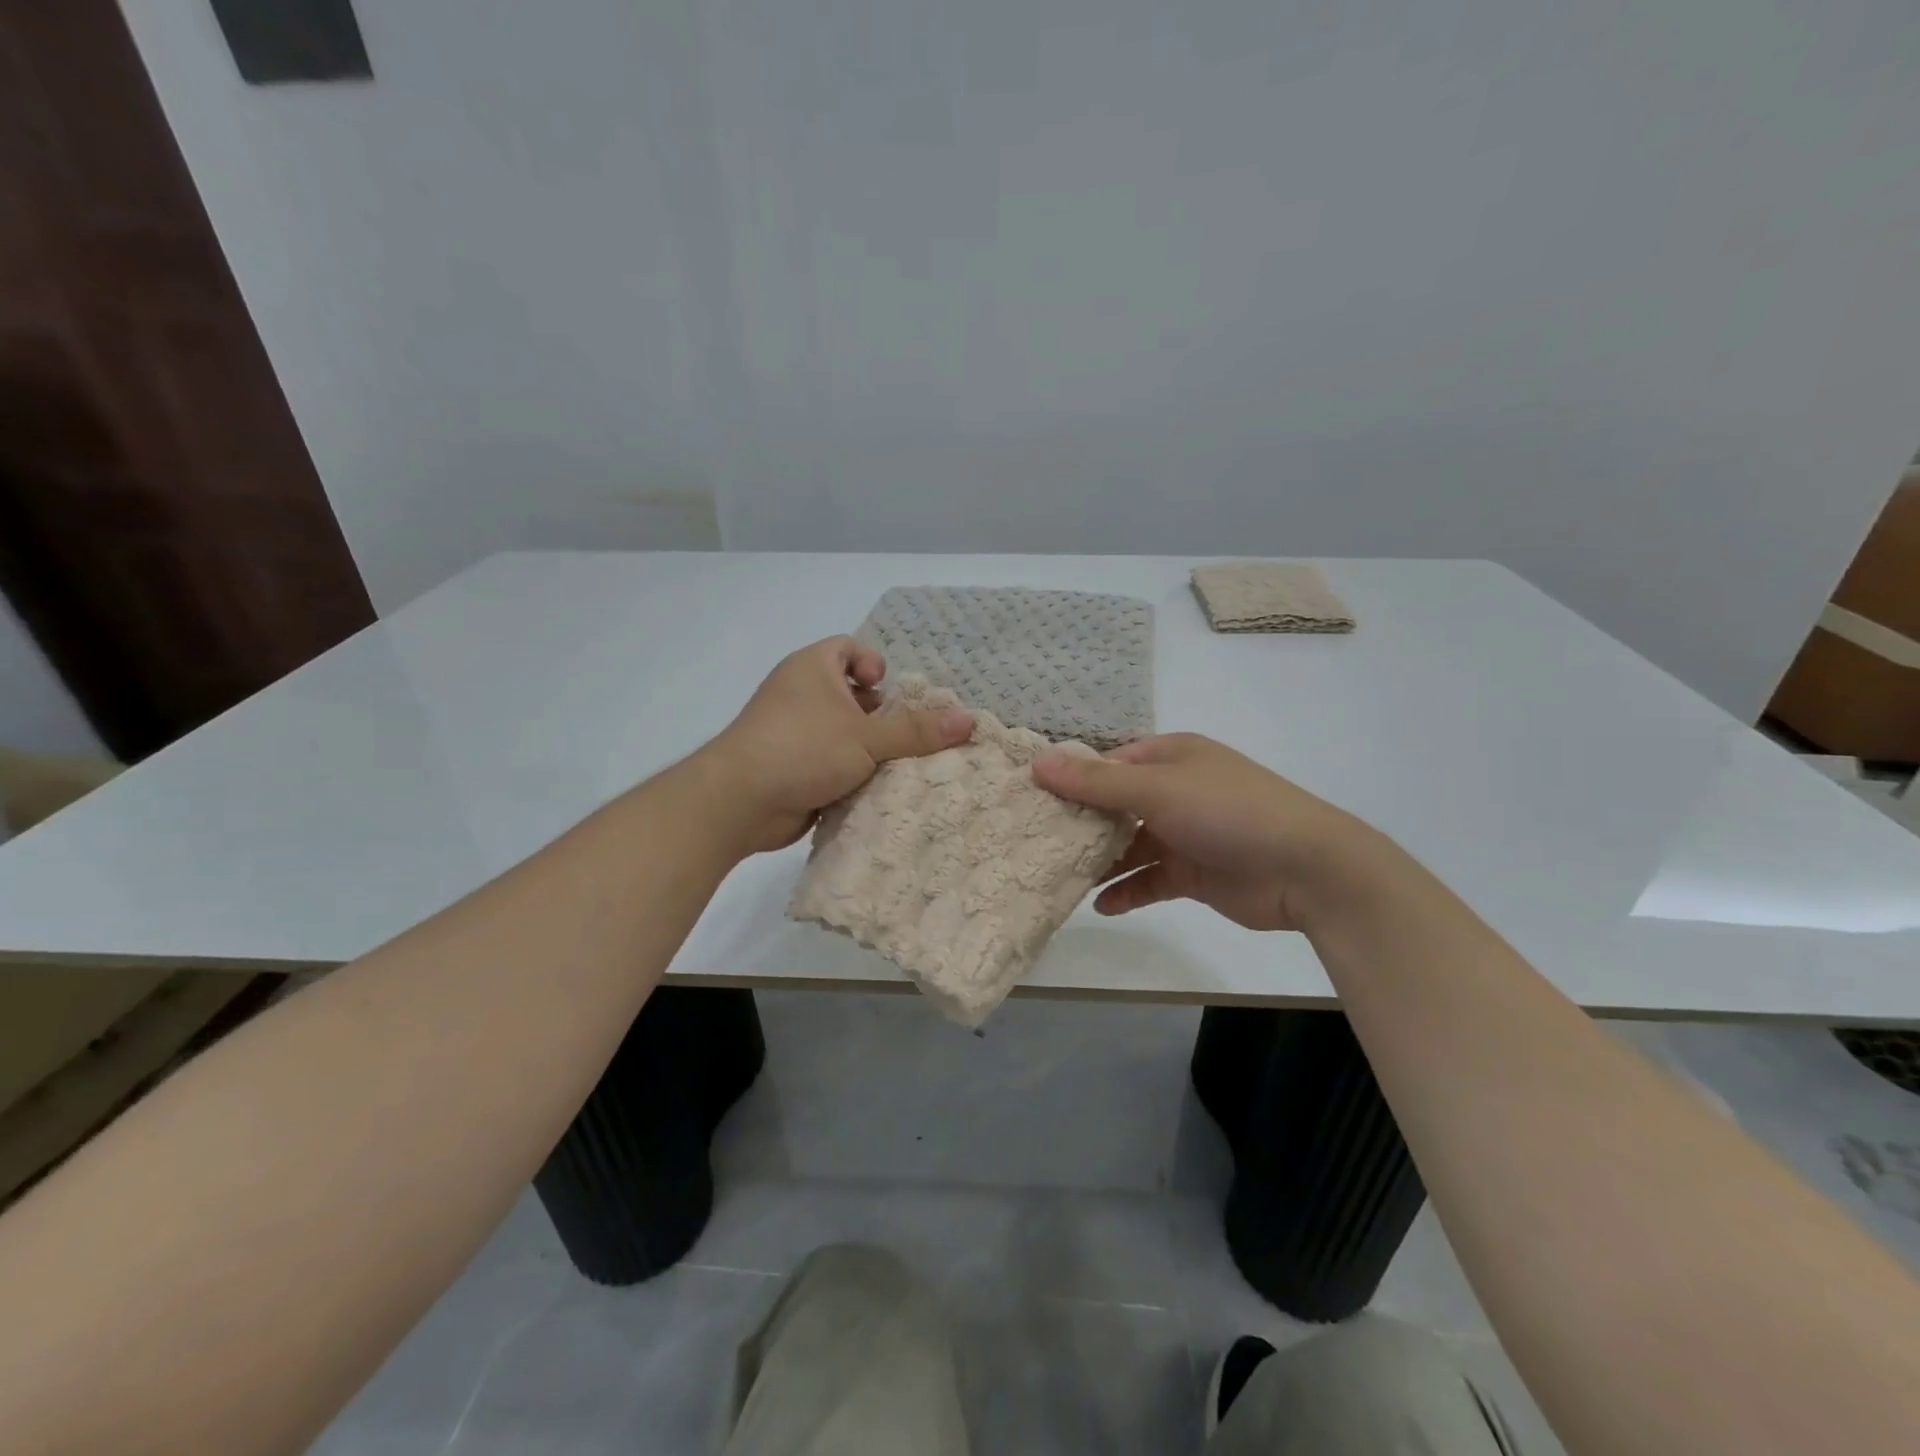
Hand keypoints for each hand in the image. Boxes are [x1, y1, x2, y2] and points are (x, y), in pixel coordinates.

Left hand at [705, 637, 973, 852]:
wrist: (739, 801)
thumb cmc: (803, 749)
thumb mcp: (867, 738)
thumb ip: (917, 730)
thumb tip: (969, 719)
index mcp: (813, 668)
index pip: (847, 648)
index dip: (872, 663)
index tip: (887, 691)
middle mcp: (799, 693)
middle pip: (849, 693)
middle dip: (879, 715)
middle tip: (903, 736)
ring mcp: (791, 731)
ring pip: (840, 732)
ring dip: (866, 749)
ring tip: (895, 767)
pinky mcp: (790, 766)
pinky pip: (828, 761)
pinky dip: (848, 773)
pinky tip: (871, 791)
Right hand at [1031, 732, 1367, 931]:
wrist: (1307, 869)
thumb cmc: (1227, 811)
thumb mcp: (1156, 790)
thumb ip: (1095, 783)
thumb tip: (1038, 763)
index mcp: (1170, 757)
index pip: (1108, 763)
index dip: (1071, 778)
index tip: (1030, 799)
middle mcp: (1175, 790)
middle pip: (1114, 805)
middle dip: (1079, 823)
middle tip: (1033, 841)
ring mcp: (1185, 833)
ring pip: (1129, 845)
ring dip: (1099, 860)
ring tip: (1057, 876)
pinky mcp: (1193, 873)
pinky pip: (1149, 880)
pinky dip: (1126, 891)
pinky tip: (1100, 905)